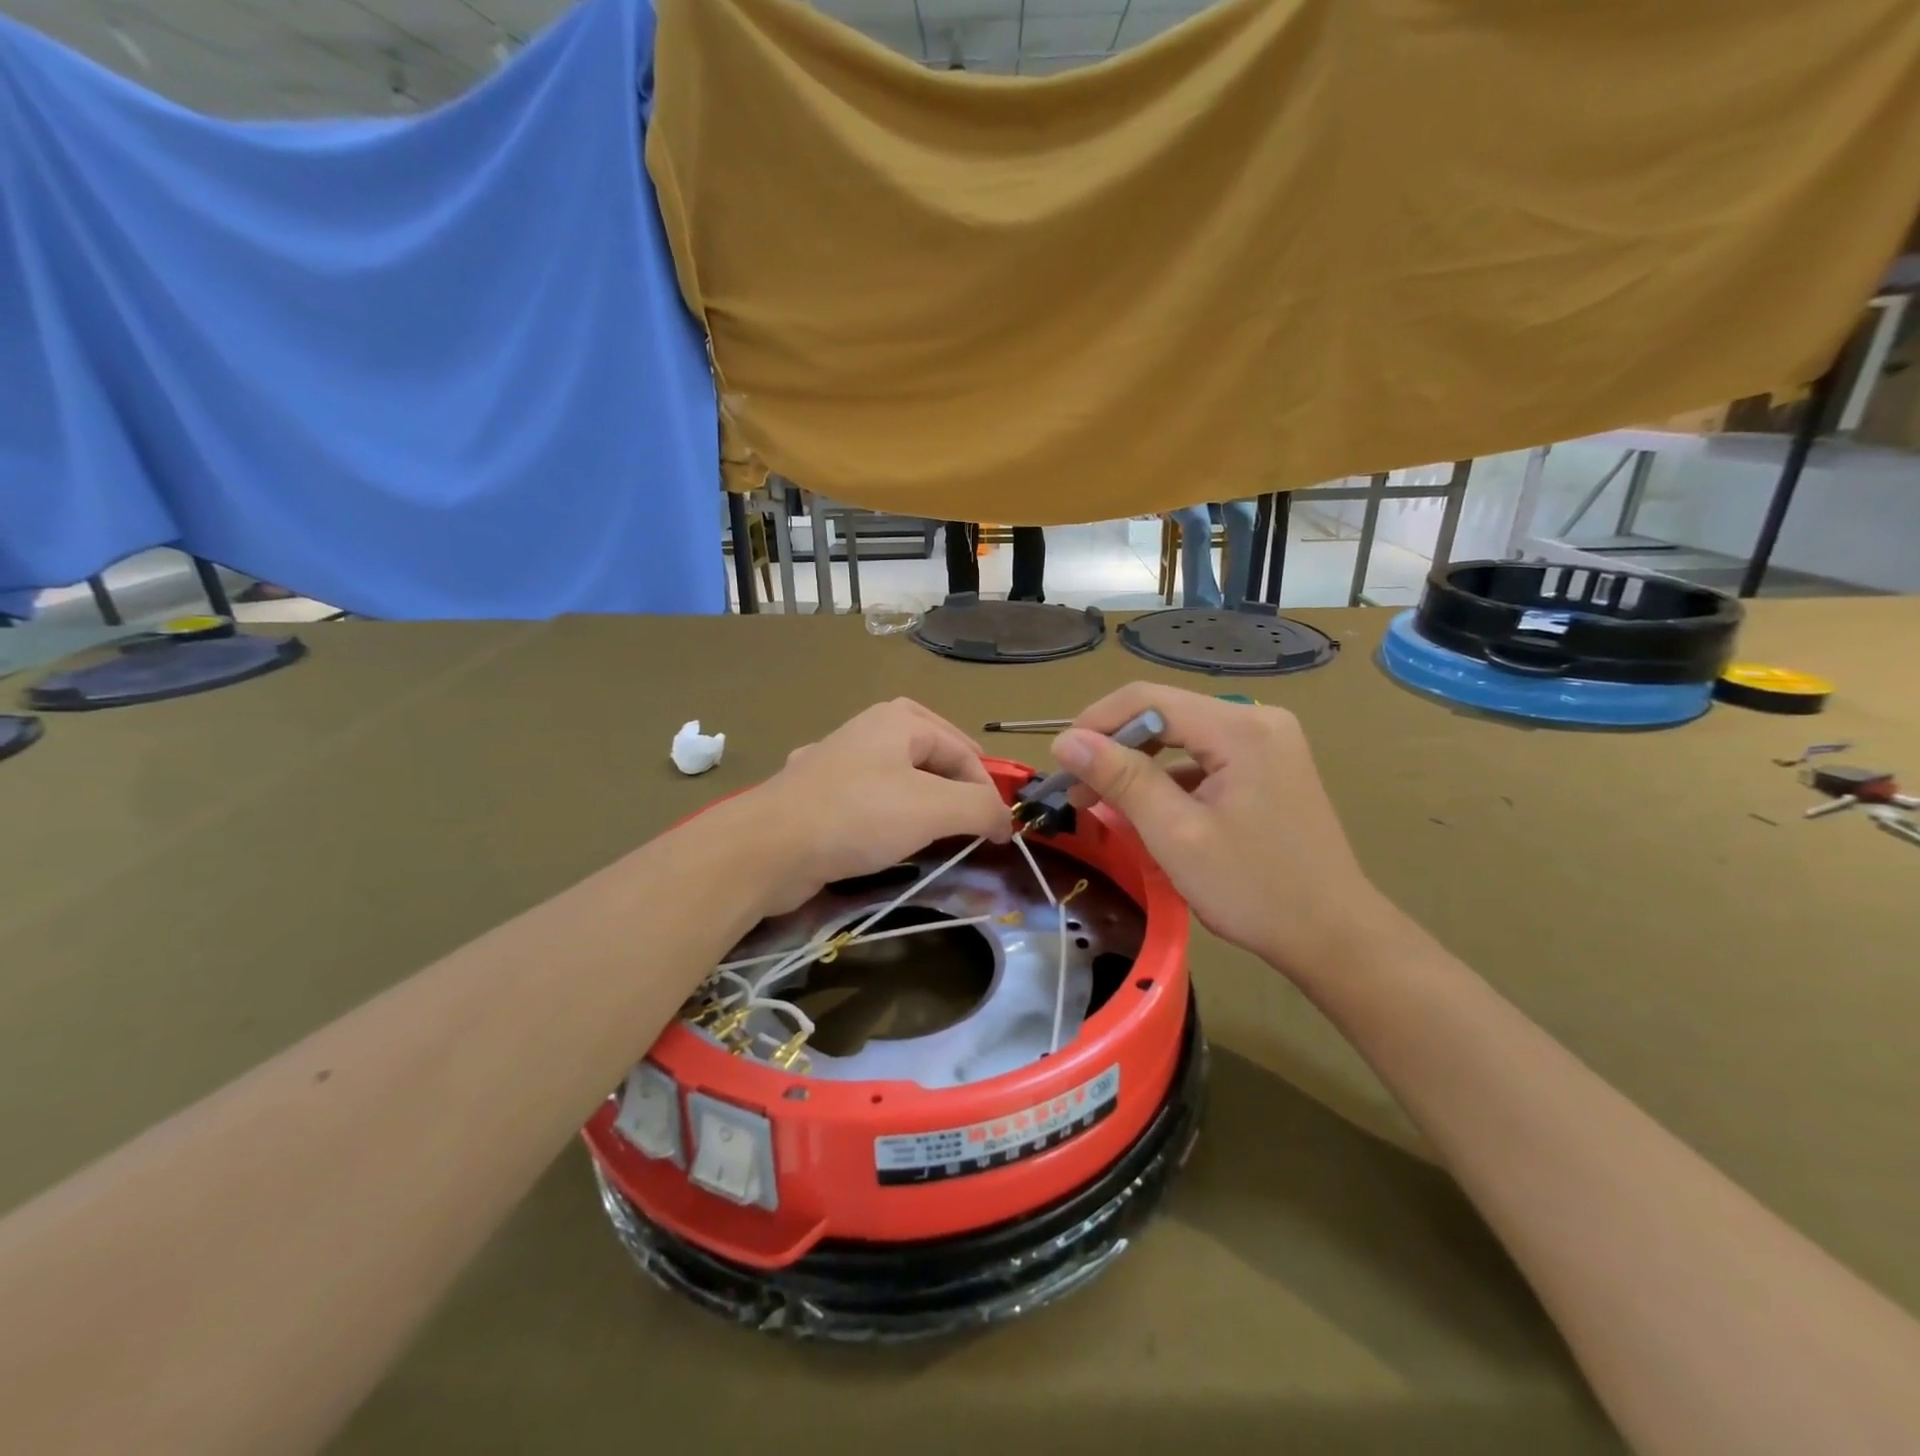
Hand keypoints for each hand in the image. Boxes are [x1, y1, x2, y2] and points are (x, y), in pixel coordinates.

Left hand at [749, 699, 1012, 915]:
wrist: (768, 847)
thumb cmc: (859, 816)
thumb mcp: (934, 809)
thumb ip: (981, 808)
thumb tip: (1005, 819)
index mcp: (899, 720)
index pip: (964, 750)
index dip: (989, 790)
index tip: (1002, 833)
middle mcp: (868, 730)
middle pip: (931, 753)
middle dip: (956, 785)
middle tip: (973, 818)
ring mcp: (837, 760)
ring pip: (898, 777)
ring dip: (923, 800)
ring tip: (938, 829)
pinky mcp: (816, 794)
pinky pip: (867, 799)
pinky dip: (887, 814)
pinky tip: (886, 835)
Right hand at [1052, 684, 1383, 979]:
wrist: (1334, 935)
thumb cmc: (1253, 889)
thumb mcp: (1176, 834)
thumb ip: (1121, 779)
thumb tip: (1066, 741)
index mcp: (1240, 727)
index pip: (1147, 699)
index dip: (1095, 723)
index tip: (1060, 763)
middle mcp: (1257, 719)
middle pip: (1165, 712)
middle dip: (1114, 746)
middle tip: (1076, 789)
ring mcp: (1268, 741)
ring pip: (1182, 735)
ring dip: (1138, 762)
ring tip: (1101, 800)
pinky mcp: (1269, 764)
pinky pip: (1205, 755)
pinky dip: (1169, 776)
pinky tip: (1148, 807)